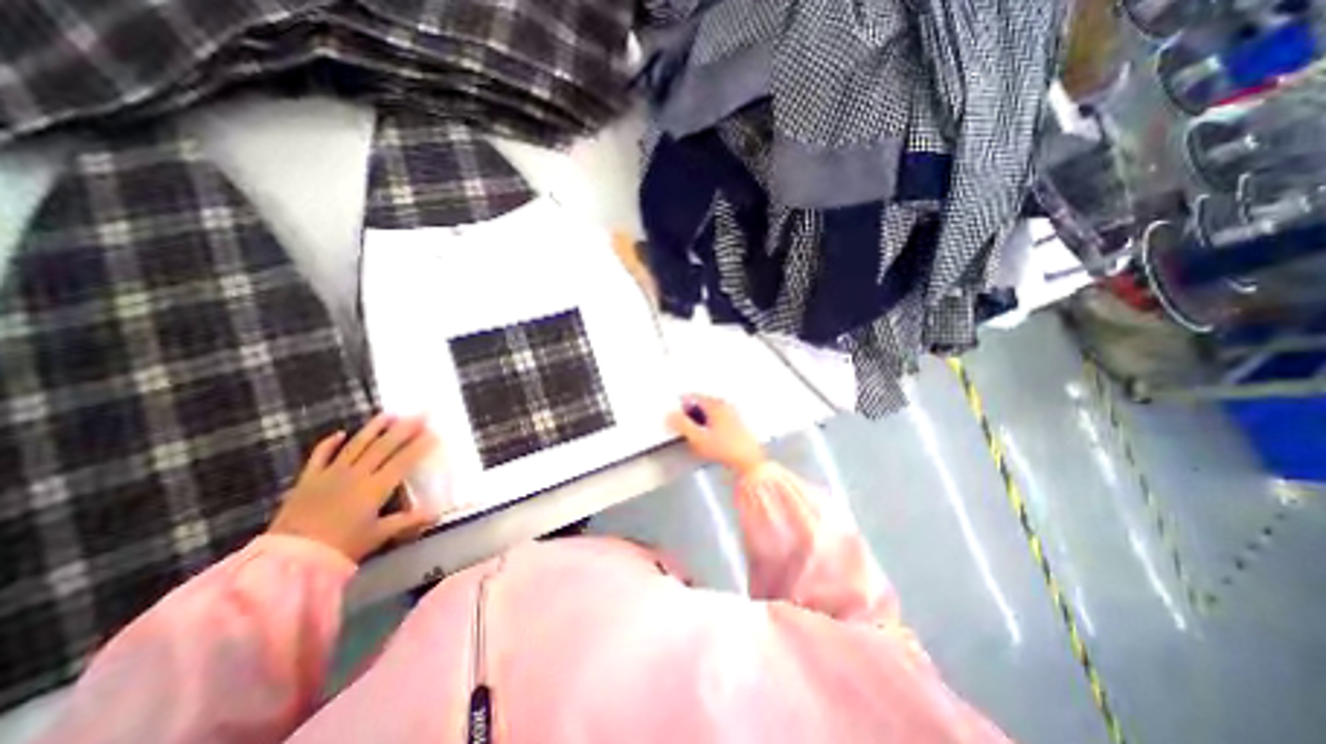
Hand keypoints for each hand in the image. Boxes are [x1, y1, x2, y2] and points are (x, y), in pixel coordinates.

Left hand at [268, 412, 437, 564]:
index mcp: (376, 487)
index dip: (420, 446)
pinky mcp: (308, 479)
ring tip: (389, 414)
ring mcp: (331, 474)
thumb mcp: (378, 535)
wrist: (288, 559)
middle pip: (384, 446)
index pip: (404, 461)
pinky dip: (330, 443)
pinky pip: (320, 455)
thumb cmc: (341, 547)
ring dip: (374, 428)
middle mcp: (357, 474)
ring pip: (356, 444)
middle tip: (420, 414)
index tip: (434, 434)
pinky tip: (341, 433)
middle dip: (405, 429)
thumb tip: (437, 514)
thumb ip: (408, 521)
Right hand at [664, 396, 765, 477]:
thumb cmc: (725, 449)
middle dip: (691, 413)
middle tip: (686, 429)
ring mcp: (733, 413)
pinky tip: (711, 439)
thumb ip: (682, 424)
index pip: (692, 396)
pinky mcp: (737, 423)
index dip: (681, 406)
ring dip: (701, 420)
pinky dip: (710, 425)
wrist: (750, 462)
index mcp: (715, 404)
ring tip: (698, 436)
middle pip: (701, 403)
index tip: (675, 418)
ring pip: (710, 411)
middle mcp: (725, 404)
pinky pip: (718, 418)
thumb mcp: (698, 438)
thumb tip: (669, 414)